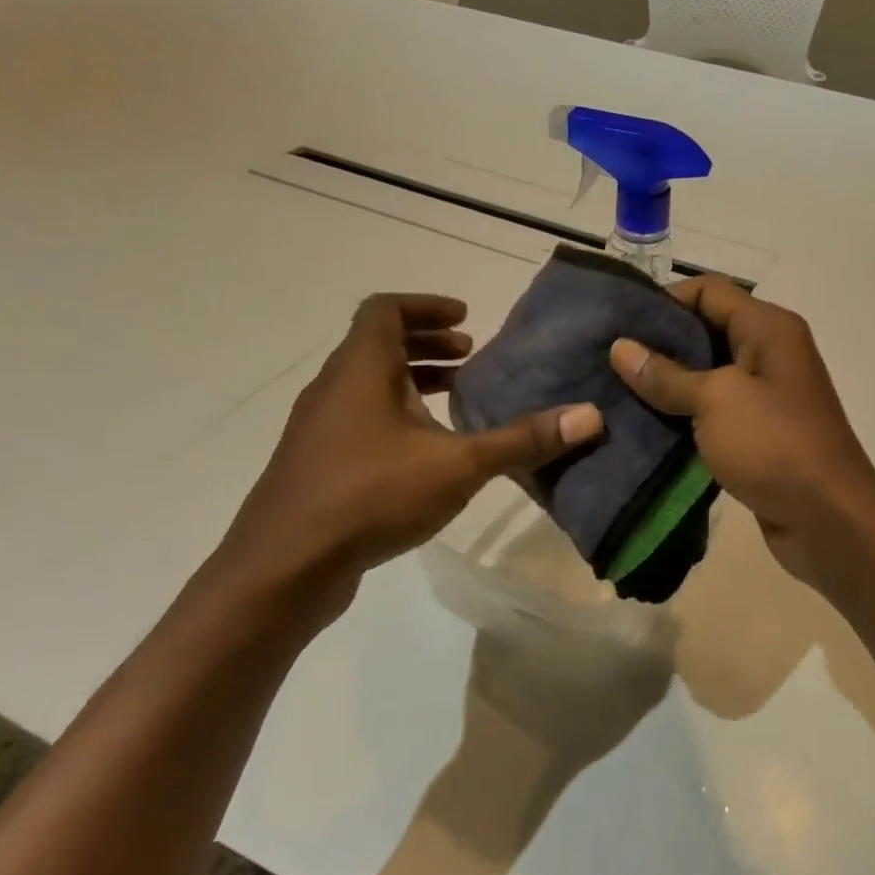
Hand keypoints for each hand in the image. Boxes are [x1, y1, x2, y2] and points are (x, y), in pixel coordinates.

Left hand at [215, 294, 601, 603]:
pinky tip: (426, 453)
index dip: (426, 306)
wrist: (284, 567)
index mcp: (361, 370)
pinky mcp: (317, 465)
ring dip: (412, 381)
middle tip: (470, 356)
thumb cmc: (370, 495)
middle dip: (426, 344)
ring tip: (456, 398)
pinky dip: (396, 416)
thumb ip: (523, 440)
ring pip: (368, 385)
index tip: (466, 319)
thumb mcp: (459, 465)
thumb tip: (590, 416)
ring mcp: (319, 429)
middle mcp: (334, 389)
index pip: (385, 310)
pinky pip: (360, 419)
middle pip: (377, 345)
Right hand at [609, 276, 874, 585]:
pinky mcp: (760, 432)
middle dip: (660, 344)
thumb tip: (621, 348)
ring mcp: (767, 395)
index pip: (710, 291)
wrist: (828, 518)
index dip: (665, 301)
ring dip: (669, 384)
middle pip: (708, 330)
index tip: (620, 324)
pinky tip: (647, 425)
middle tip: (611, 361)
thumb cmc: (774, 444)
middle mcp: (771, 352)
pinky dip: (685, 415)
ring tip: (618, 392)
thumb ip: (666, 374)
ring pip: (708, 375)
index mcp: (769, 328)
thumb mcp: (715, 401)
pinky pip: (715, 411)